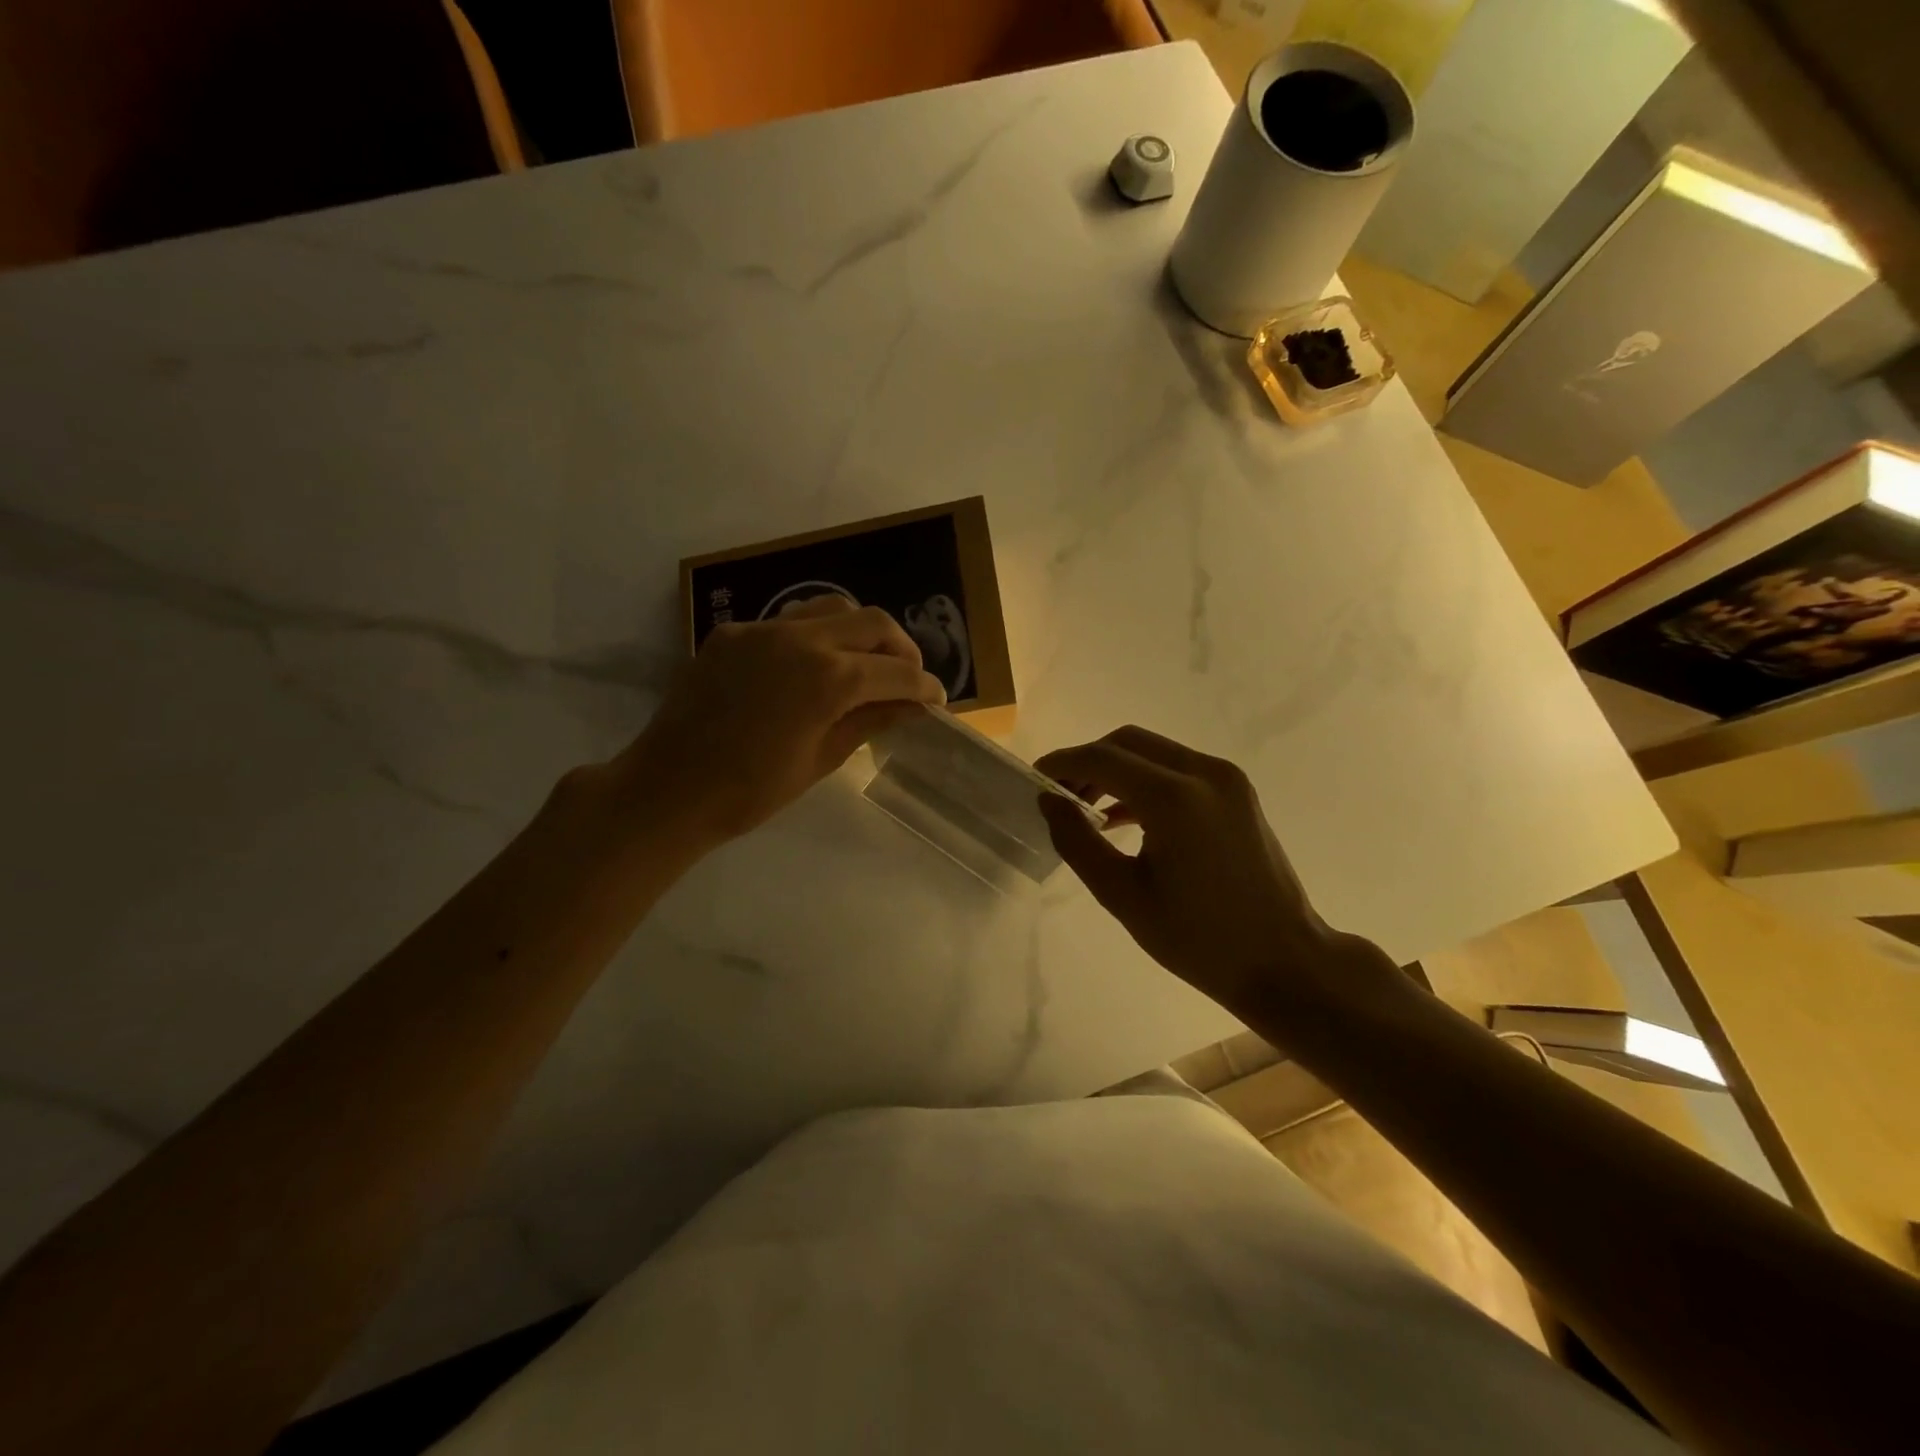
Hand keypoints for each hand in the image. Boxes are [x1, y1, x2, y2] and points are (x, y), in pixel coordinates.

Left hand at [612, 596, 944, 850]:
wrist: (668, 789)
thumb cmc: (751, 791)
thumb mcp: (821, 759)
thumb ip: (869, 721)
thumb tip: (912, 706)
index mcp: (829, 679)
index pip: (896, 672)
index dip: (924, 686)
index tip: (936, 700)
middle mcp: (801, 640)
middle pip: (872, 621)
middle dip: (901, 648)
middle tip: (907, 678)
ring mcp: (763, 630)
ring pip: (831, 608)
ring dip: (860, 631)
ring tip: (865, 663)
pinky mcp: (733, 632)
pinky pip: (788, 622)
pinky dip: (815, 637)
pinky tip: (810, 668)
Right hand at [1037, 726, 1375, 1019]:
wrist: (1284, 961)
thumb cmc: (1198, 939)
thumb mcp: (1123, 895)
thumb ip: (1077, 842)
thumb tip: (1049, 802)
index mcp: (1174, 798)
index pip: (1103, 758)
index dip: (1063, 763)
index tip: (1034, 779)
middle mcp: (1204, 773)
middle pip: (1128, 742)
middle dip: (1087, 760)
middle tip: (1059, 795)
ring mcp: (1227, 779)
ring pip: (1154, 751)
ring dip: (1116, 769)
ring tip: (1085, 807)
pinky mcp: (1238, 792)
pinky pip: (1178, 768)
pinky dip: (1145, 780)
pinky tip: (1122, 817)